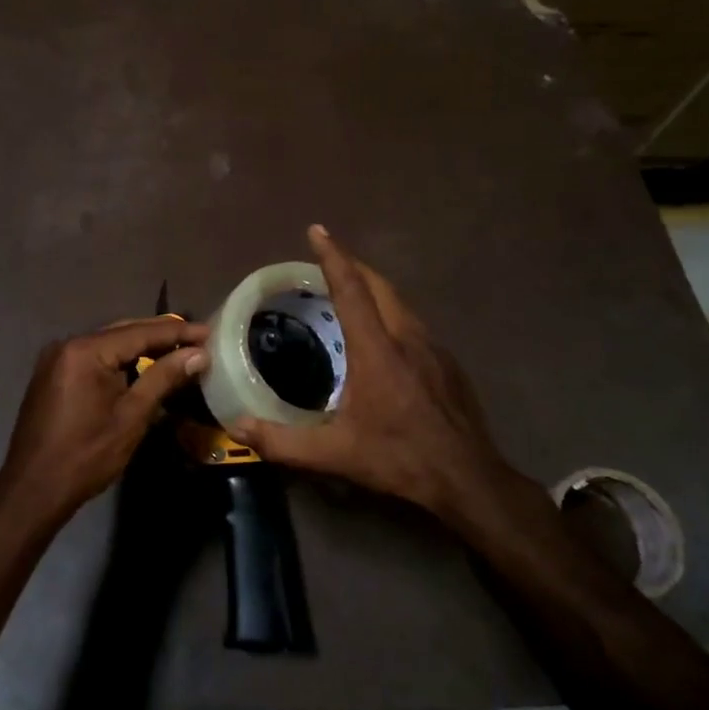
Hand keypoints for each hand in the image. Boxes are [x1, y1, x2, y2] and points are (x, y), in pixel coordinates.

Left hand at [0, 317, 211, 520]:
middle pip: (123, 331)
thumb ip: (163, 378)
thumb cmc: (86, 456)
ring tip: (178, 348)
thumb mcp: (131, 416)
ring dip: (142, 346)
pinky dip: (120, 359)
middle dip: (161, 335)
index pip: (140, 333)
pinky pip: (94, 357)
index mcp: (85, 351)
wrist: (32, 490)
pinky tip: (144, 365)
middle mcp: (68, 344)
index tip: (209, 332)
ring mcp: (57, 359)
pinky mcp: (54, 374)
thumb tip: (198, 354)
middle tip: (198, 338)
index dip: (177, 333)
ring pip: (109, 343)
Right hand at [228, 226, 526, 521]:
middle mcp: (407, 337)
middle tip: (327, 260)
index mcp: (377, 349)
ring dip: (374, 289)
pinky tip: (383, 338)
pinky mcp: (448, 364)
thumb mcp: (336, 454)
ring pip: (400, 303)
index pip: (351, 290)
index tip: (317, 231)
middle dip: (353, 265)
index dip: (332, 257)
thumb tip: (239, 427)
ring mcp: (433, 348)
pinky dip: (391, 313)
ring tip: (350, 293)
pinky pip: (413, 324)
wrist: (469, 479)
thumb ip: (283, 442)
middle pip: (379, 286)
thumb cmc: (401, 459)